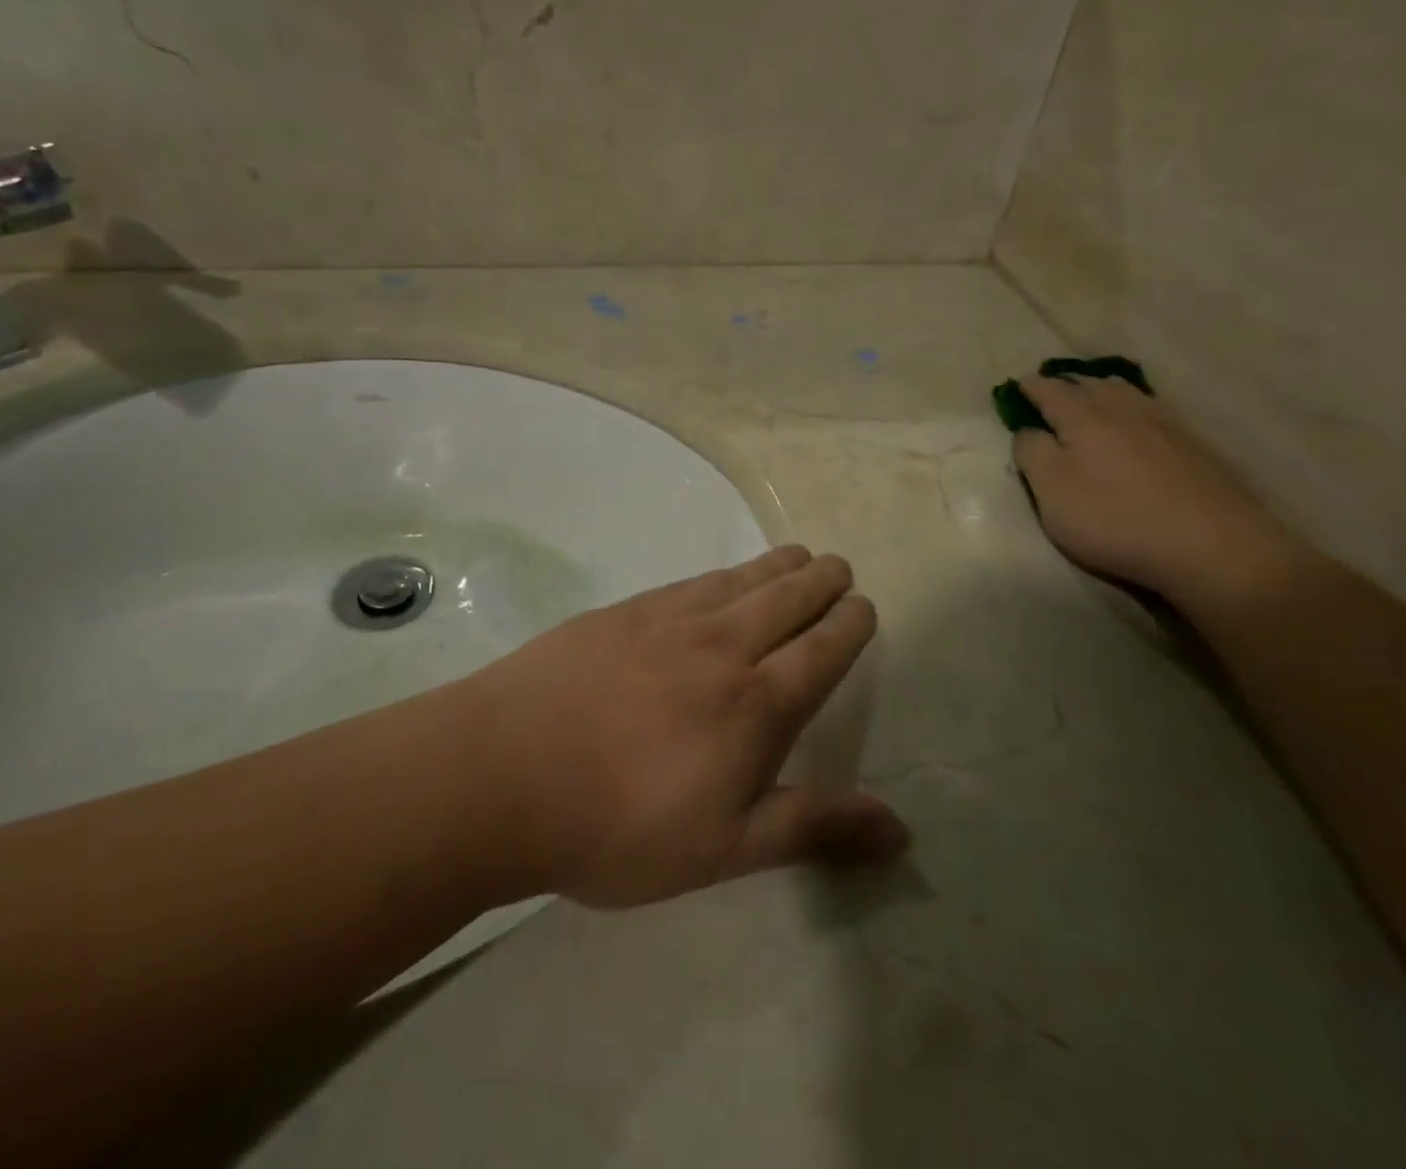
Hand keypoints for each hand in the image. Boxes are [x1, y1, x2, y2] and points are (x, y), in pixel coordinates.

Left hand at [450, 546, 906, 908]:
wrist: (505, 773)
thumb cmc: (619, 826)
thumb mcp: (724, 849)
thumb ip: (812, 828)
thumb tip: (900, 826)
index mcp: (755, 704)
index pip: (820, 651)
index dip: (848, 626)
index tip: (864, 607)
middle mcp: (721, 647)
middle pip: (786, 601)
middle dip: (821, 582)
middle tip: (840, 567)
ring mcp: (668, 621)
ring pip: (740, 581)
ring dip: (777, 567)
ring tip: (798, 555)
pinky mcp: (624, 613)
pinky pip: (691, 582)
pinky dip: (722, 574)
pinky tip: (722, 577)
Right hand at [1011, 375, 1308, 607]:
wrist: (1213, 546)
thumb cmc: (1115, 519)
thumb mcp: (1052, 493)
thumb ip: (1032, 454)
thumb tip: (1028, 429)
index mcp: (1083, 418)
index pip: (1050, 391)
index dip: (1031, 387)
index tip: (1018, 385)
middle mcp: (1124, 410)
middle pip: (1091, 385)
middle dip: (1067, 384)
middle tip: (1052, 388)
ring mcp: (1165, 425)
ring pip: (1127, 393)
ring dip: (1103, 389)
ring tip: (1093, 394)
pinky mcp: (1195, 445)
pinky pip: (1155, 408)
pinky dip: (1136, 404)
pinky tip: (1139, 417)